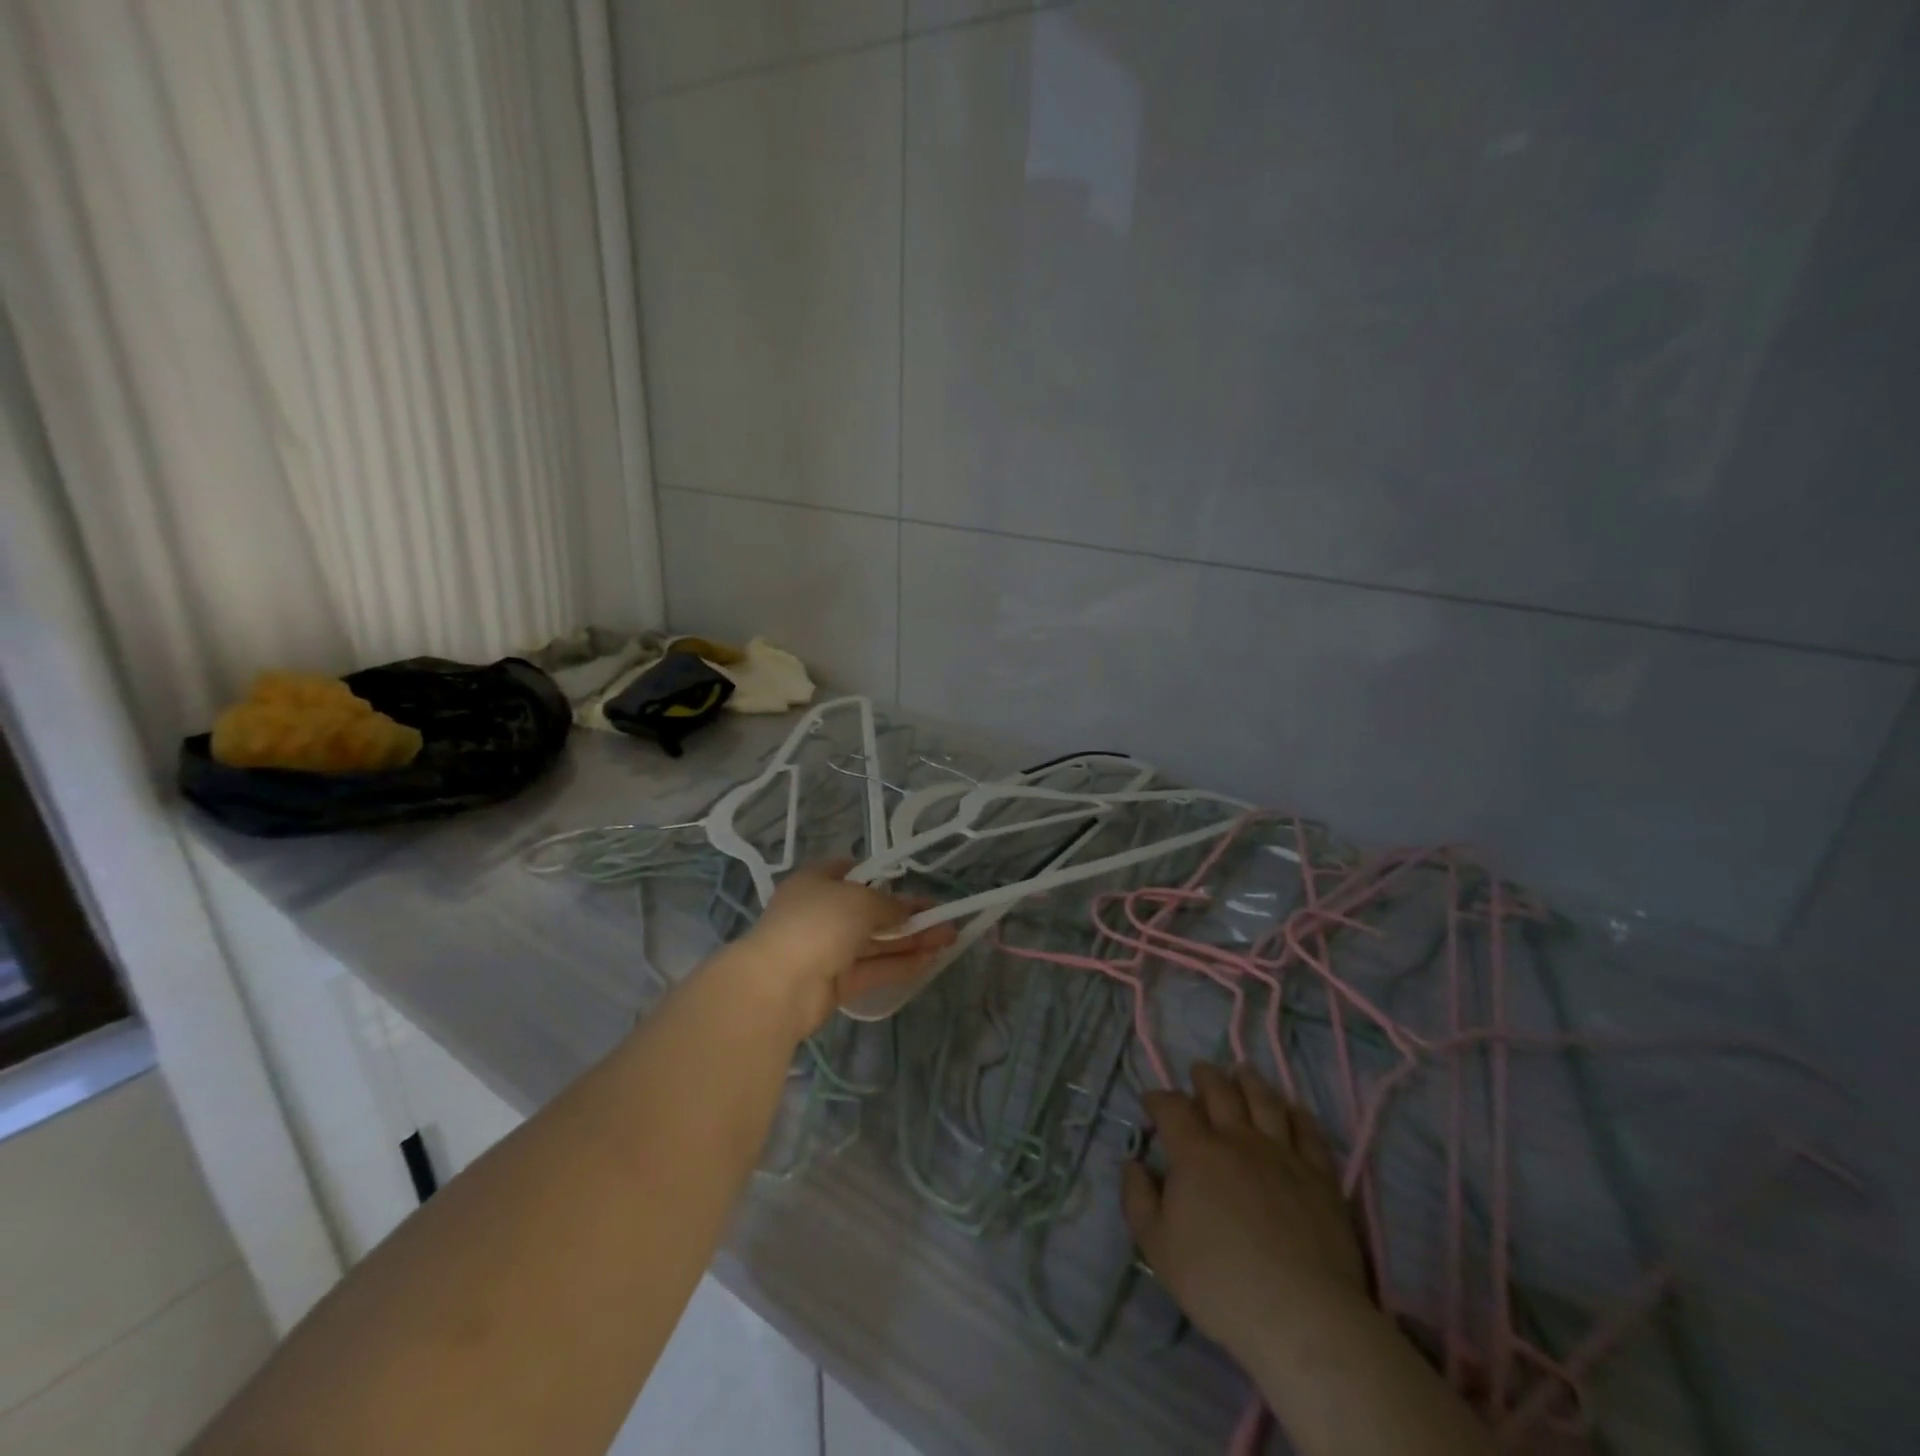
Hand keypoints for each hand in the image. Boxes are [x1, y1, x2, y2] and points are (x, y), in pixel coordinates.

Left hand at [730, 860, 956, 1035]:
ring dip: (911, 940)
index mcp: (815, 883)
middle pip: (870, 911)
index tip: (909, 882)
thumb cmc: (817, 923)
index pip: (850, 872)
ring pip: (875, 942)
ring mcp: (826, 950)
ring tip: (949, 938)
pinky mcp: (835, 984)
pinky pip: (873, 969)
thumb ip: (889, 904)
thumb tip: (906, 911)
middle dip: (907, 914)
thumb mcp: (860, 900)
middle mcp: (820, 913)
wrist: (777, 986)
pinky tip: (931, 960)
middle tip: (944, 915)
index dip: (881, 876)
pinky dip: (900, 964)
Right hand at [1122, 1064, 1369, 1367]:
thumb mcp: (1157, 1247)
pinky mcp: (1320, 1176)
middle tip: (1199, 1071)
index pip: (1171, 1107)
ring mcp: (1282, 1154)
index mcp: (1195, 1153)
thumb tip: (1132, 1163)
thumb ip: (1138, 1199)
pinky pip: (1308, 1131)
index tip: (1151, 1100)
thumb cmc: (1218, 1283)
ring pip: (1264, 1100)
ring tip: (1242, 1071)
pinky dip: (1297, 1114)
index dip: (1158, 1098)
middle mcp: (1237, 1140)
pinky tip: (1292, 1111)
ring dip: (1249, 1081)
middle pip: (1220, 1091)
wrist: (1301, 1316)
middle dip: (1205, 1076)